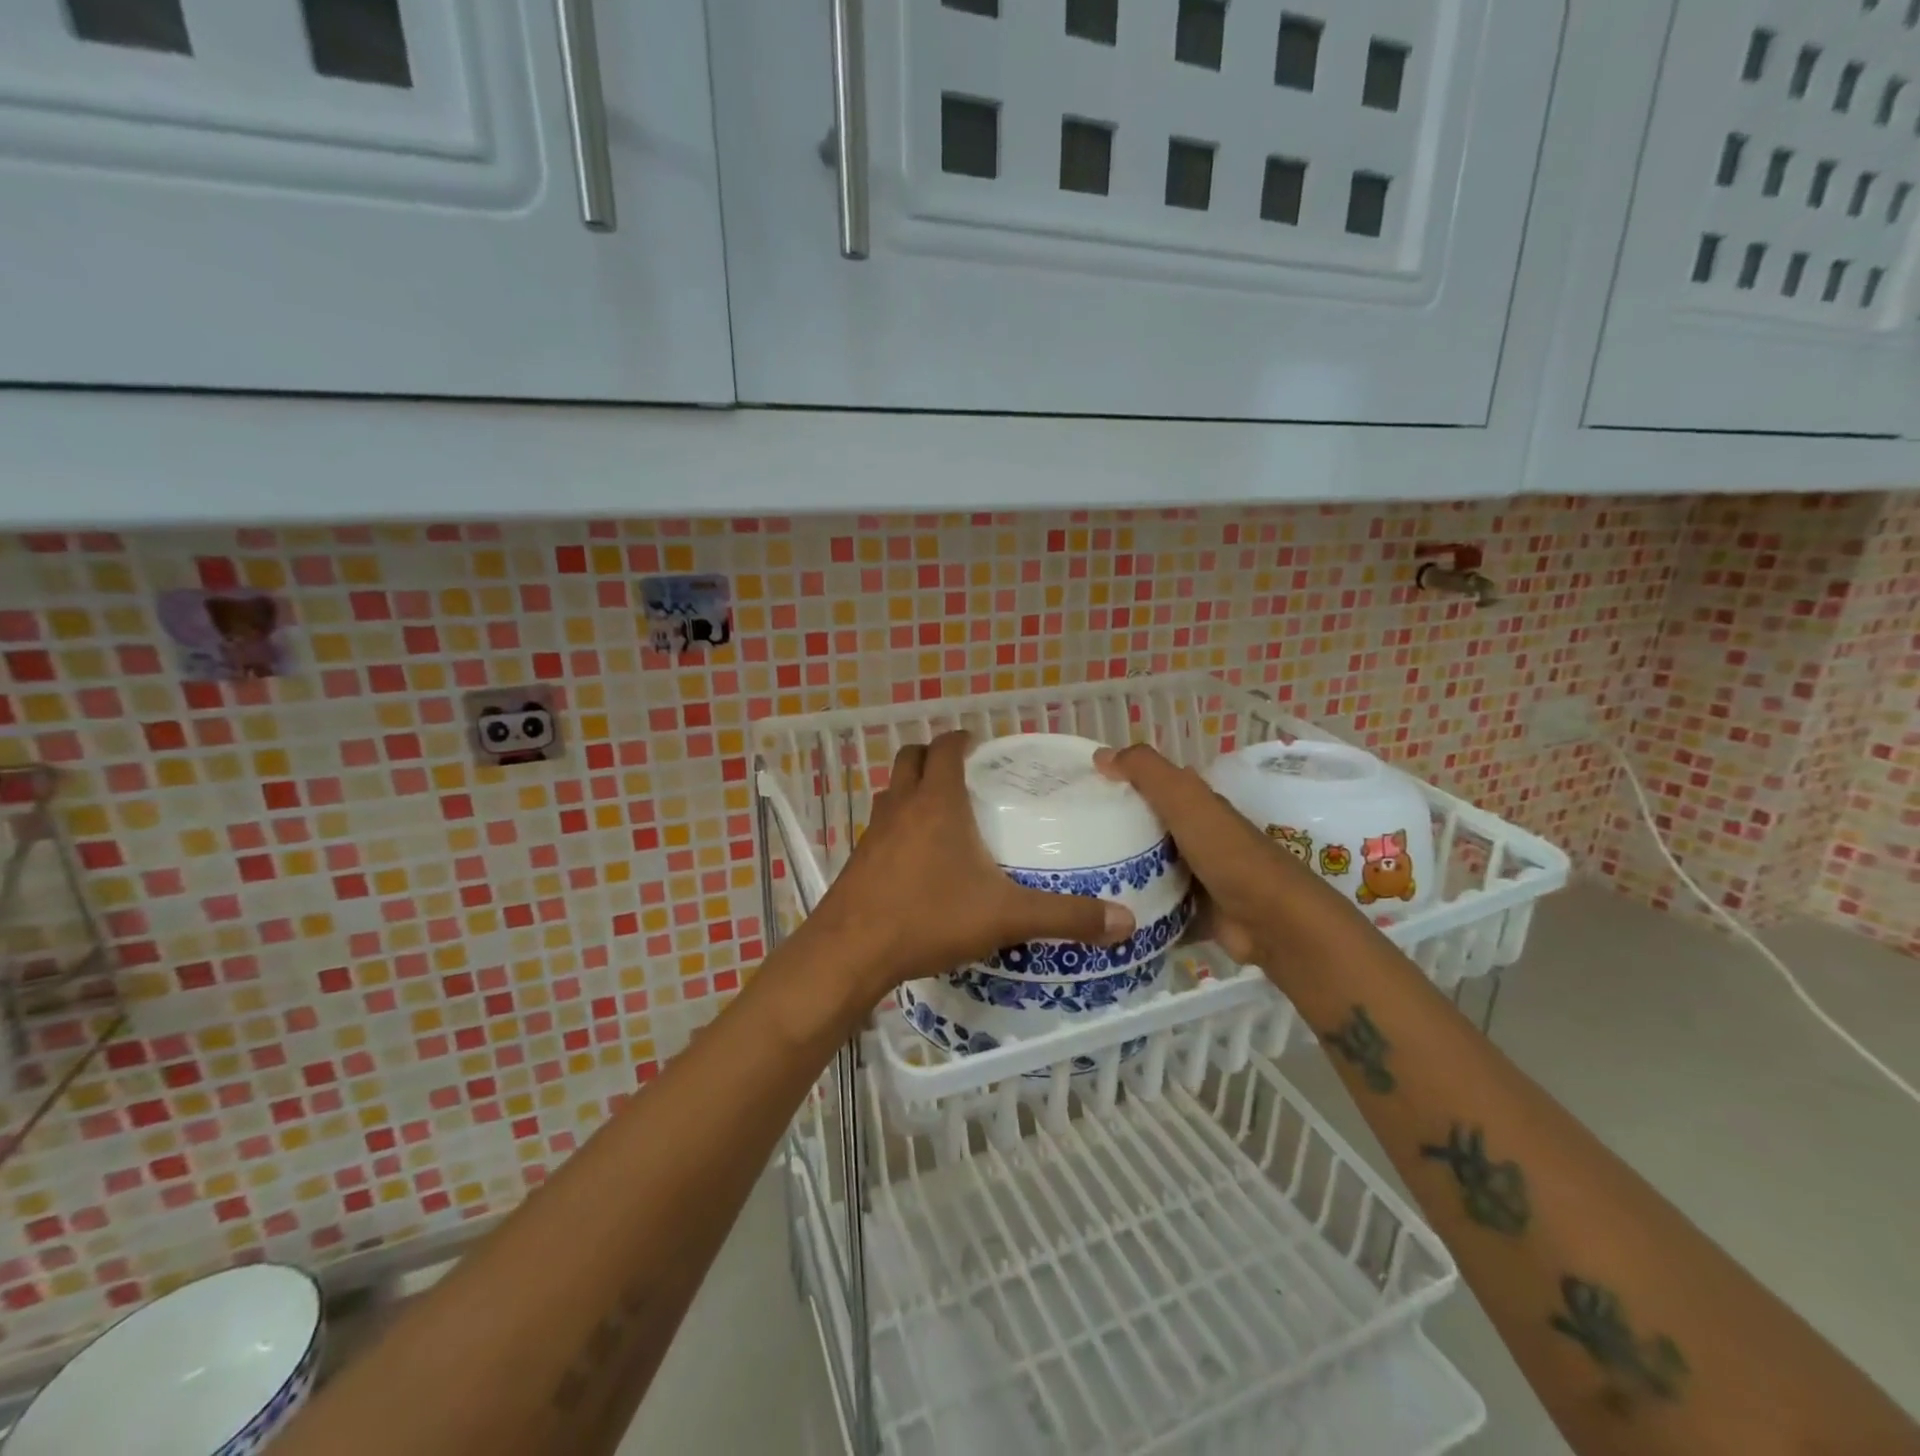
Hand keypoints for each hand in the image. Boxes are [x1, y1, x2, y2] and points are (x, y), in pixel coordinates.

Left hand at [812, 732, 1134, 994]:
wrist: (852, 951)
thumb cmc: (929, 917)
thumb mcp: (1005, 916)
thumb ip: (1065, 916)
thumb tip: (1125, 921)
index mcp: (936, 801)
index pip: (944, 747)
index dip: (961, 740)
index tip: (981, 747)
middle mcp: (901, 806)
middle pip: (910, 759)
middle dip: (933, 757)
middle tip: (964, 775)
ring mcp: (873, 832)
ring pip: (892, 791)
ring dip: (913, 790)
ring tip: (944, 813)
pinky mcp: (858, 860)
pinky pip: (880, 827)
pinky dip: (899, 826)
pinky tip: (918, 861)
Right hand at [1096, 743, 1360, 964]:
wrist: (1273, 923)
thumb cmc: (1228, 855)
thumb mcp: (1186, 800)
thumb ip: (1147, 772)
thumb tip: (1100, 754)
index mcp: (1199, 806)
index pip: (1153, 785)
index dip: (1120, 783)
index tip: (1078, 791)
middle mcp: (1198, 838)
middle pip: (1147, 829)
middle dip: (1112, 831)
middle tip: (1067, 838)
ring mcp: (1198, 878)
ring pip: (1149, 870)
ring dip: (1120, 873)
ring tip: (1073, 878)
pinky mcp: (1195, 914)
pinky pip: (1156, 909)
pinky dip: (1135, 911)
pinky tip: (1102, 915)